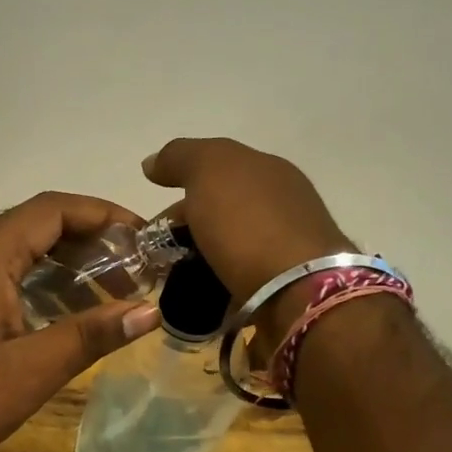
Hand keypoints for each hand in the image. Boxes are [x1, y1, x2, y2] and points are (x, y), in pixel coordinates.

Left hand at [0, 192, 161, 451]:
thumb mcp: (27, 372)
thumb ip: (89, 336)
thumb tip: (148, 311)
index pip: (54, 209)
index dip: (103, 214)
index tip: (144, 236)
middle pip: (33, 225)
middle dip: (86, 242)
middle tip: (131, 271)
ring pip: (11, 252)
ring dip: (57, 265)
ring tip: (101, 294)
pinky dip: (29, 283)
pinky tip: (50, 318)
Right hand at [143, 138, 352, 303]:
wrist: (298, 292)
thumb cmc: (249, 224)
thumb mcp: (209, 171)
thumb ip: (180, 157)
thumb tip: (152, 162)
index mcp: (268, 170)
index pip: (215, 169)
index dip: (180, 187)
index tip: (155, 219)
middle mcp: (283, 202)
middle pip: (222, 209)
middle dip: (189, 226)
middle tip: (158, 252)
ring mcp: (288, 245)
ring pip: (231, 245)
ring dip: (203, 257)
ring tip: (176, 278)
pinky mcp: (288, 284)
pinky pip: (242, 277)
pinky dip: (220, 282)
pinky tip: (205, 293)